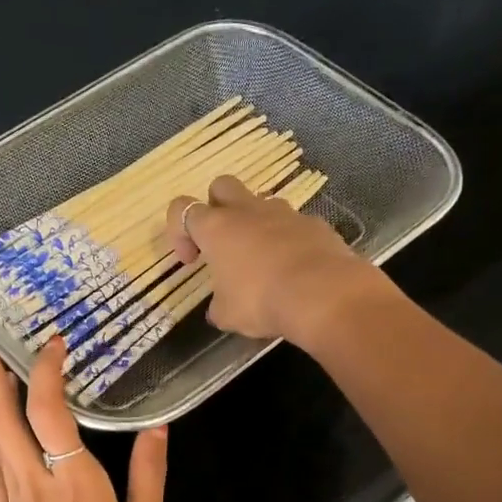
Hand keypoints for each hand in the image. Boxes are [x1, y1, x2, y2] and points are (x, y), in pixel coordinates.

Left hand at [0, 336, 166, 501]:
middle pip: (1, 418)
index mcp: (73, 481)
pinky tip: (9, 444)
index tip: (53, 344)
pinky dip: (0, 446)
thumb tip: (156, 430)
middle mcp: (34, 482)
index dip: (46, 372)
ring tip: (2, 381)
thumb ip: (148, 477)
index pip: (50, 412)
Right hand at [167, 176, 386, 345]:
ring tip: (262, 262)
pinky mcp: (315, 224)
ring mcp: (285, 213)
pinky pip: (294, 225)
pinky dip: (288, 242)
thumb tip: (220, 307)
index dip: (179, 232)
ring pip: (261, 204)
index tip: (191, 261)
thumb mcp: (226, 315)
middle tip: (223, 244)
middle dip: (216, 208)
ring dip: (255, 225)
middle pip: (222, 186)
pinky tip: (295, 271)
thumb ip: (218, 305)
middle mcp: (248, 211)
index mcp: (216, 228)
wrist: (323, 295)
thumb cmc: (261, 301)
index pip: (182, 209)